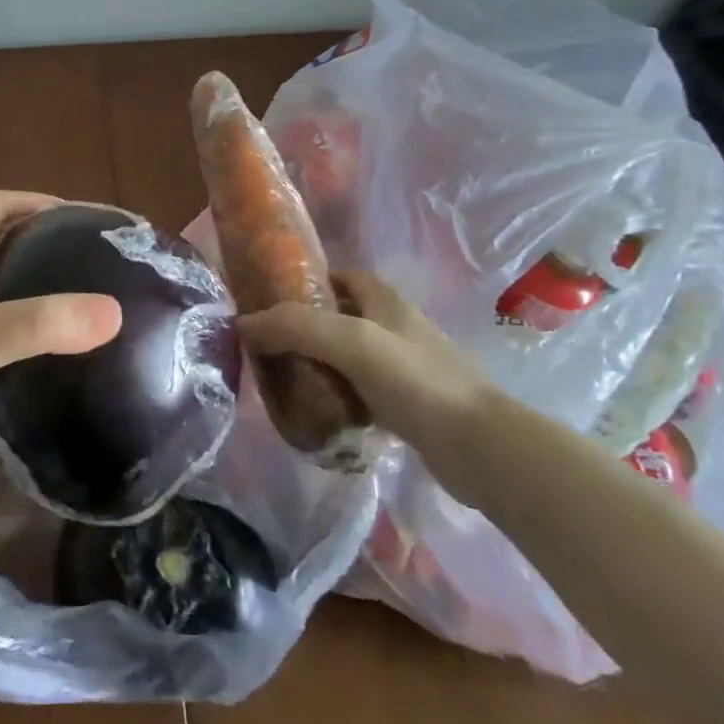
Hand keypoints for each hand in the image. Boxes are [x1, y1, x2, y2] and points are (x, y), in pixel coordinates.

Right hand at [239, 270, 491, 490]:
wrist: (480, 447)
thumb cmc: (415, 381)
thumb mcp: (350, 342)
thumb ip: (296, 327)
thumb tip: (243, 324)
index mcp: (385, 300)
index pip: (339, 276)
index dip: (305, 282)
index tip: (269, 301)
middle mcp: (396, 326)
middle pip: (341, 316)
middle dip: (306, 328)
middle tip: (269, 347)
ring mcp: (405, 367)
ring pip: (350, 357)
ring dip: (320, 365)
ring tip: (284, 381)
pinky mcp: (410, 406)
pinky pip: (362, 392)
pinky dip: (339, 397)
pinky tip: (318, 414)